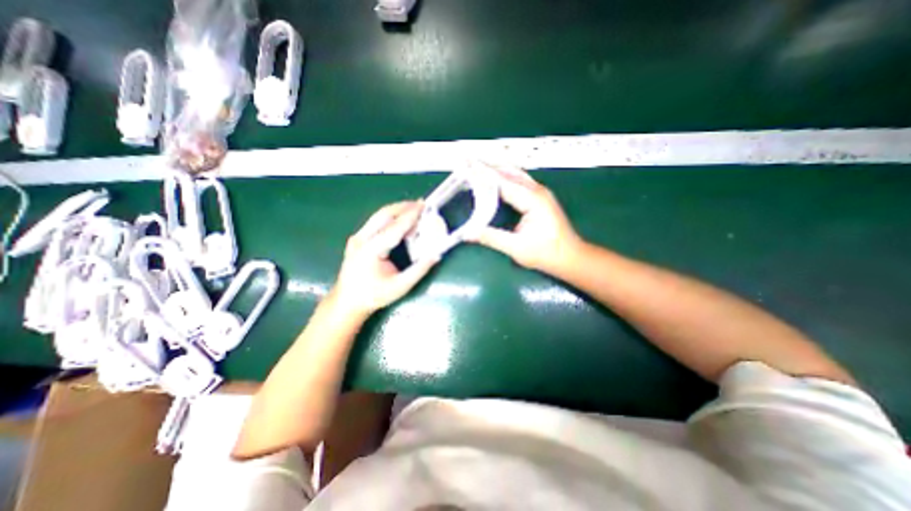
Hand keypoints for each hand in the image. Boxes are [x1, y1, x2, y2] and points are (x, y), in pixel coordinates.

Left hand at [329, 200, 438, 317]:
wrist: (347, 302)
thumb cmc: (374, 296)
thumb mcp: (399, 287)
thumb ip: (419, 270)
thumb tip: (436, 255)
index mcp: (371, 250)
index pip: (394, 227)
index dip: (410, 215)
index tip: (423, 205)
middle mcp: (361, 239)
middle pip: (384, 214)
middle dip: (403, 207)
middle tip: (420, 204)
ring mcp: (357, 238)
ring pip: (378, 216)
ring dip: (397, 210)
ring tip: (413, 209)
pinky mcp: (357, 239)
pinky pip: (376, 222)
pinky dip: (390, 218)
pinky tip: (401, 220)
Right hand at [470, 168, 582, 274]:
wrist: (571, 257)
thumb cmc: (547, 254)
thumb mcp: (517, 248)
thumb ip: (491, 238)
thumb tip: (467, 233)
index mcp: (532, 200)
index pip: (503, 182)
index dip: (483, 174)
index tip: (467, 165)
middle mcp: (537, 191)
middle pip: (509, 172)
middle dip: (488, 165)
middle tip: (469, 161)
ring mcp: (540, 193)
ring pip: (515, 174)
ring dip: (497, 169)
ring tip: (478, 165)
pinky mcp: (539, 197)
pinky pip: (519, 181)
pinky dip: (505, 177)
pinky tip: (495, 179)